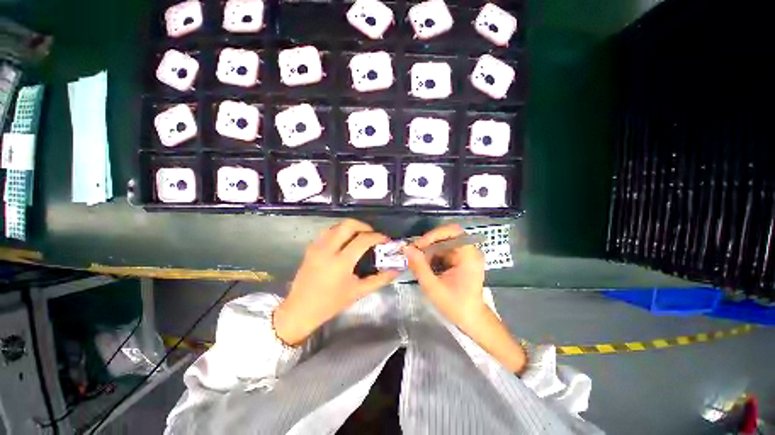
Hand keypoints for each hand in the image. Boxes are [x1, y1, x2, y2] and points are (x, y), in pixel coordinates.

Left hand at [274, 219, 397, 344]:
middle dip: (364, 226)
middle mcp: (328, 249)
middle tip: (373, 235)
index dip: (377, 237)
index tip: (386, 240)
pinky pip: (328, 231)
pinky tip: (345, 241)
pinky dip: (340, 231)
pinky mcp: (311, 247)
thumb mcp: (358, 292)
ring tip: (360, 236)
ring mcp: (317, 246)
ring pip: (337, 225)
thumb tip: (396, 270)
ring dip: (351, 227)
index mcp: (340, 262)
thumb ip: (379, 279)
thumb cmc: (331, 303)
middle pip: (348, 225)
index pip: (363, 240)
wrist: (300, 310)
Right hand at [403, 224, 486, 329]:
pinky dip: (433, 256)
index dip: (434, 234)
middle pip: (446, 236)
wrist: (472, 320)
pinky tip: (426, 267)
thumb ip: (419, 266)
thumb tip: (407, 248)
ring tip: (418, 263)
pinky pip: (443, 251)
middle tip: (414, 253)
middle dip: (428, 244)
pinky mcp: (460, 260)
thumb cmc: (456, 305)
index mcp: (469, 255)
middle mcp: (469, 251)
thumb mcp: (433, 287)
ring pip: (442, 243)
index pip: (453, 231)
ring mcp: (465, 255)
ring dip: (429, 251)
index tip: (418, 245)